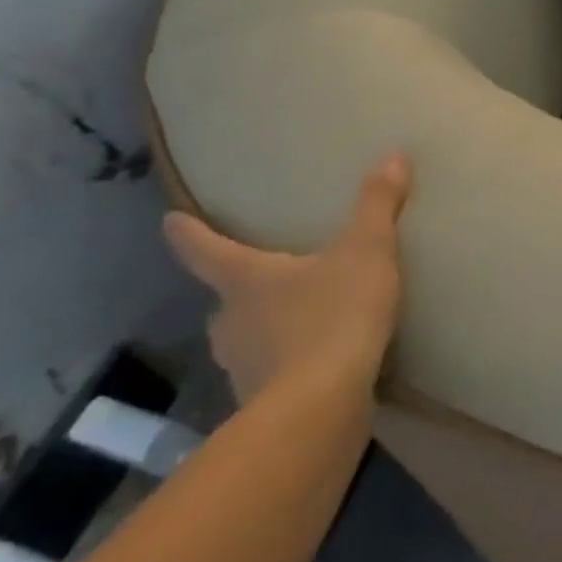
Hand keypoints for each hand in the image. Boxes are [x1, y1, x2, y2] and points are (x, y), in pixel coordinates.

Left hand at [164, 154, 411, 403]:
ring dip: (264, 328)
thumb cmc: (334, 315)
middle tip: (266, 276)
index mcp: (246, 281)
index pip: (207, 251)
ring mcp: (240, 368)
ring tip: (299, 319)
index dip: (189, 234)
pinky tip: (317, 362)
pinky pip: (270, 373)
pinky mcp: (261, 405)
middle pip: (226, 300)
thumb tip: (393, 154)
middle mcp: (231, 323)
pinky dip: (286, 363)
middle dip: (241, 290)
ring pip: (245, 339)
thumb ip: (377, 204)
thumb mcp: (367, 250)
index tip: (169, 221)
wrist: (322, 407)